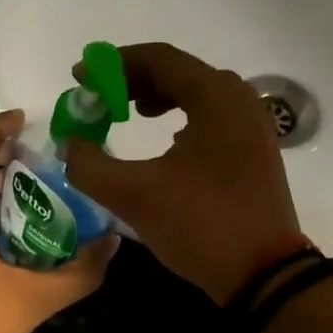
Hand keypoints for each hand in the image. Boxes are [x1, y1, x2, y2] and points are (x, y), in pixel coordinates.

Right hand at [65, 43, 302, 303]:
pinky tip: (168, 141)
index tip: (81, 79)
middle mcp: (240, 99)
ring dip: (160, 97)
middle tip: (101, 99)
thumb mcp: (134, 196)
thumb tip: (69, 145)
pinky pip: (214, 115)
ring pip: (199, 93)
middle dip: (134, 80)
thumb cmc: (200, 225)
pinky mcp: (257, 149)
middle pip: (180, 71)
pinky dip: (184, 116)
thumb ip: (90, 166)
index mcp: (215, 97)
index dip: (113, 65)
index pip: (159, 59)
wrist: (263, 273)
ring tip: (129, 114)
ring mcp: (254, 124)